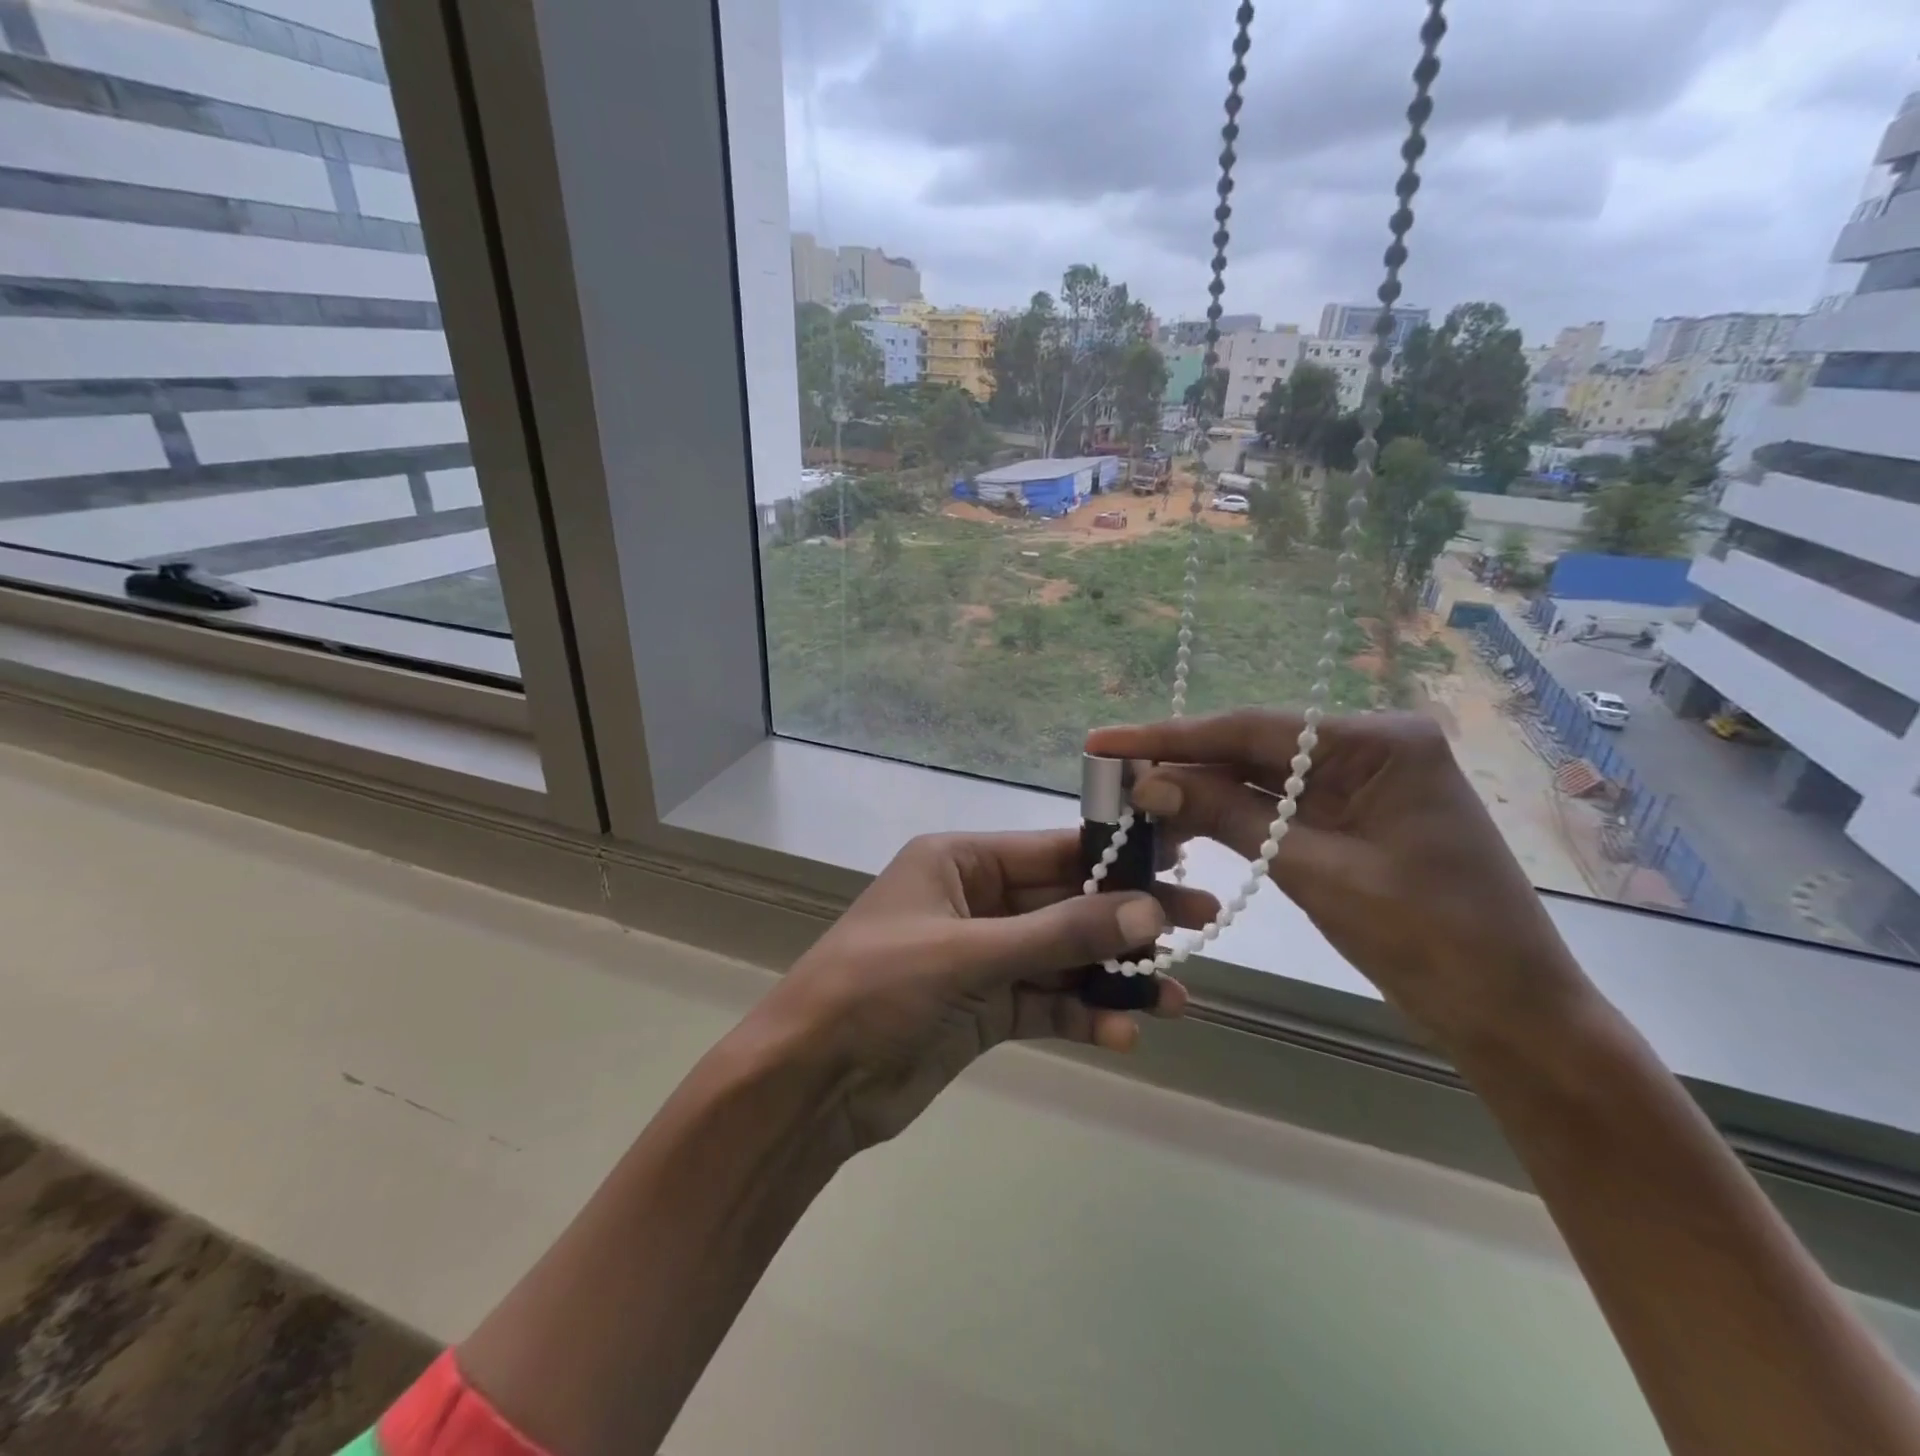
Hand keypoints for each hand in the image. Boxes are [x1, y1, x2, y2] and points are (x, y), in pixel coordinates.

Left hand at [754, 831, 1212, 1151]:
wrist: (811, 1082)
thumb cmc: (878, 988)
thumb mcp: (969, 954)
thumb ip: (1058, 934)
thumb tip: (1146, 912)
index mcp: (958, 862)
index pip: (1049, 849)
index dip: (1113, 854)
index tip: (1177, 859)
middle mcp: (974, 902)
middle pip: (1063, 903)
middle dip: (1124, 919)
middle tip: (1198, 926)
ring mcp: (980, 958)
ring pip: (1061, 957)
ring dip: (1112, 976)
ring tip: (1175, 997)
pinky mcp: (983, 1010)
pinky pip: (1044, 1002)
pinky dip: (1082, 1015)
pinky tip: (1123, 1033)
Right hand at [1087, 710, 1591, 1046]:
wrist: (1514, 1018)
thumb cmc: (1431, 941)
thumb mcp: (1318, 873)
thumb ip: (1230, 818)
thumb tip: (1149, 782)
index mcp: (1379, 743)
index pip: (1252, 729)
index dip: (1171, 736)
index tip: (1104, 739)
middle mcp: (1369, 748)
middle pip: (1254, 749)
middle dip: (1181, 764)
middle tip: (1109, 773)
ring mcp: (1362, 784)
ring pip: (1260, 779)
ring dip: (1200, 792)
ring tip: (1132, 799)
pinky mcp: (1353, 820)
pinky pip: (1279, 808)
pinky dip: (1231, 817)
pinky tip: (1183, 820)